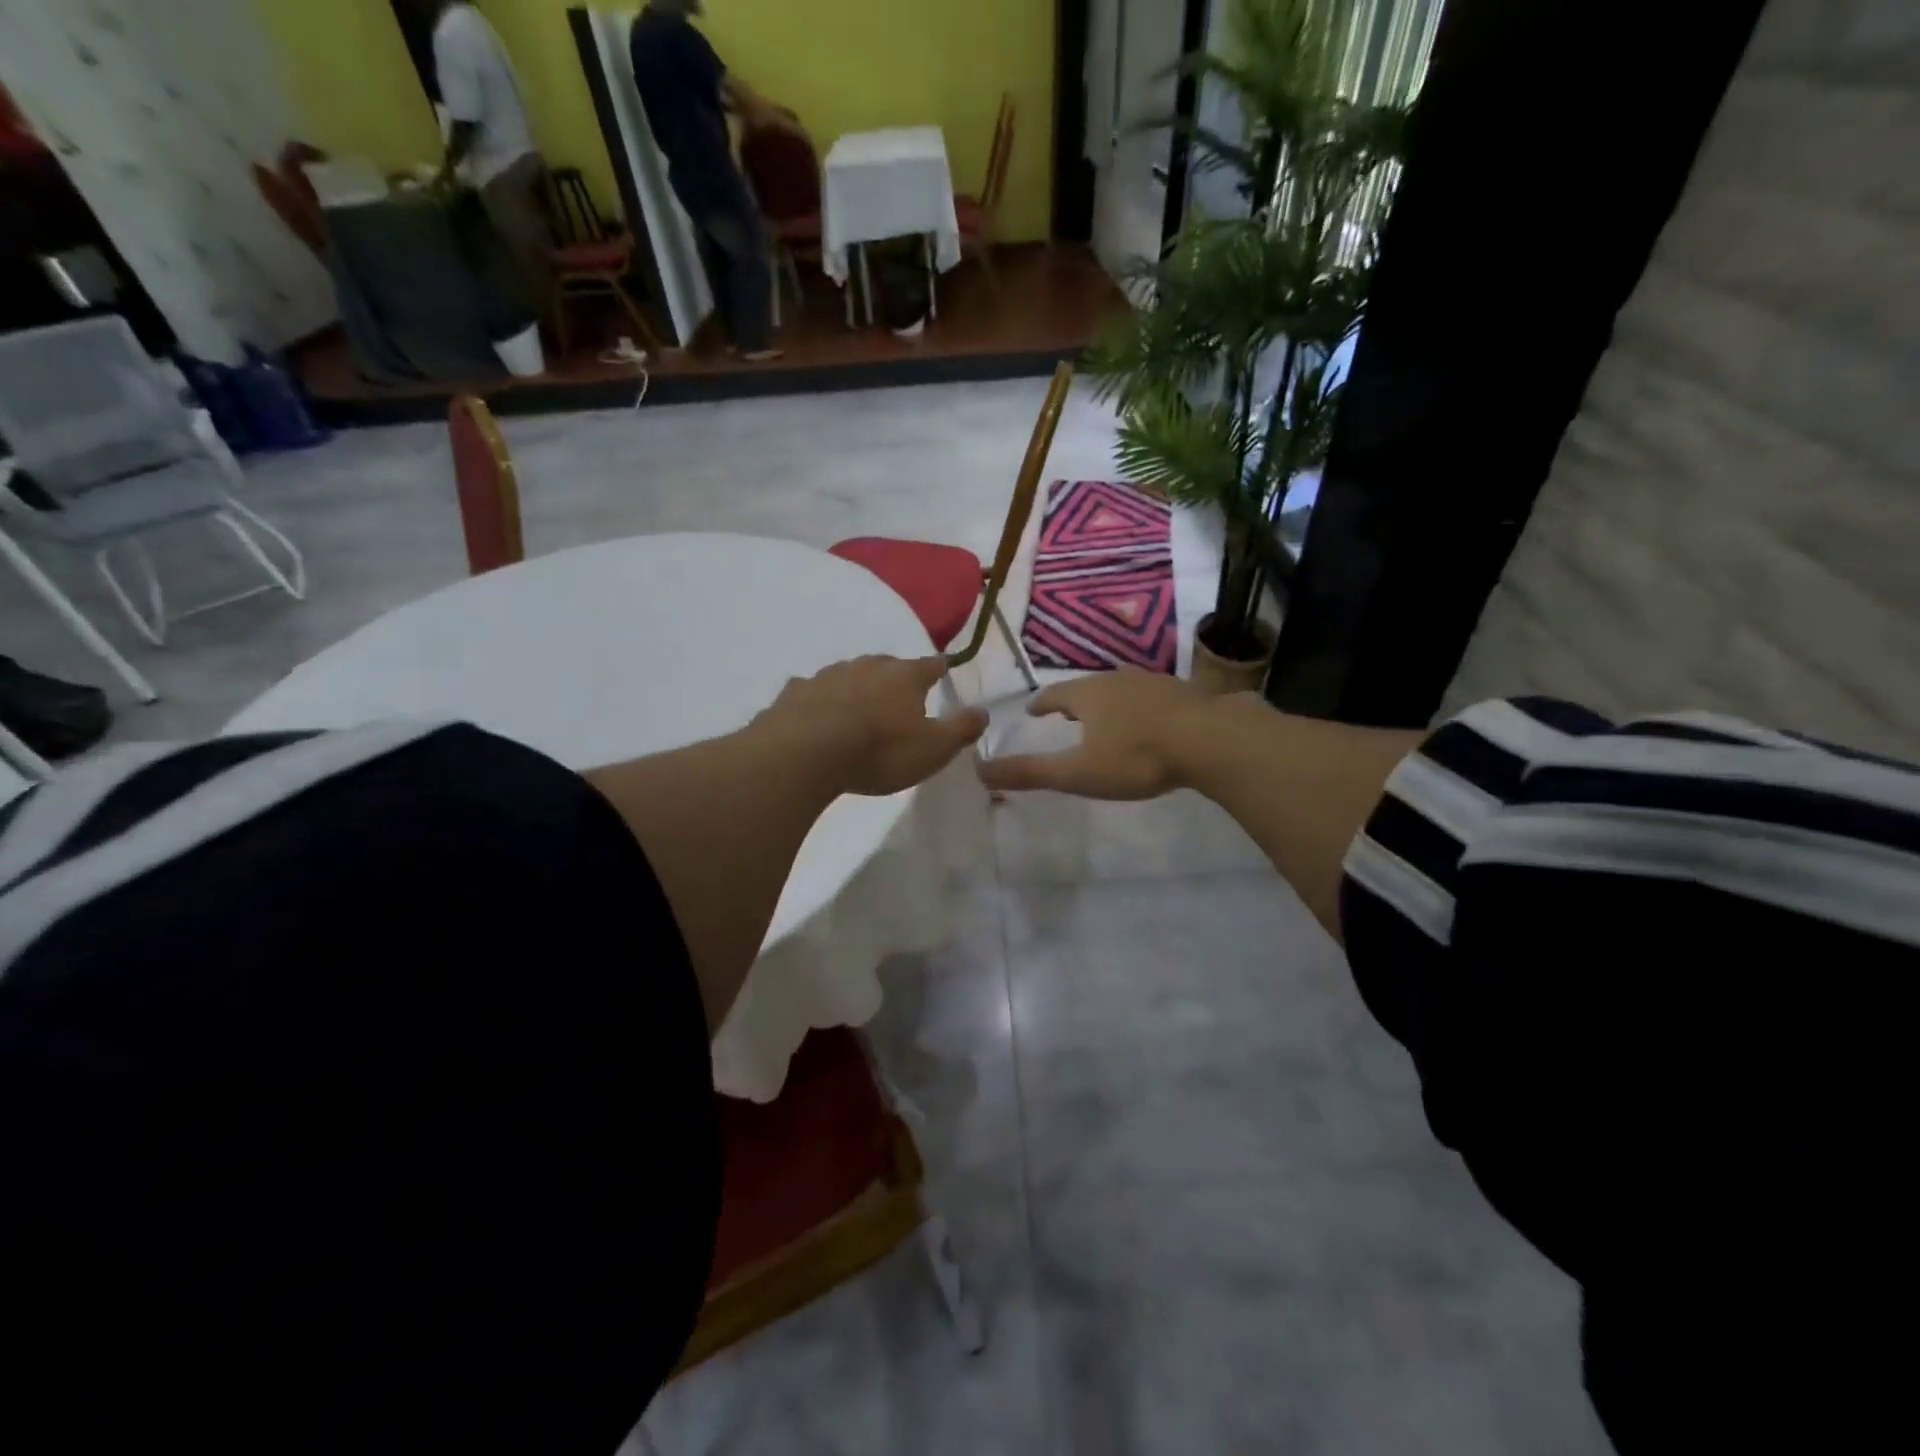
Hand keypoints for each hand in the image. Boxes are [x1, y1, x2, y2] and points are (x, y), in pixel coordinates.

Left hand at [757, 655, 987, 797]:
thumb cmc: (879, 751)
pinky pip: (814, 692)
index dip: (940, 668)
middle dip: (896, 677)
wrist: (805, 754)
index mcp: (905, 676)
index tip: (944, 669)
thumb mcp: (934, 749)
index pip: (931, 665)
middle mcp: (867, 666)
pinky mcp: (795, 692)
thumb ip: (961, 728)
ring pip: (849, 675)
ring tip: (860, 707)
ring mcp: (827, 675)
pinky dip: (820, 700)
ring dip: (857, 687)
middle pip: (888, 665)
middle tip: (901, 695)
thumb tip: (984, 710)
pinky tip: (817, 715)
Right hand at [976, 668, 1217, 799]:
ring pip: (1122, 688)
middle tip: (1066, 713)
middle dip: (1074, 700)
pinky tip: (1151, 718)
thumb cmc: (1136, 756)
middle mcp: (1118, 680)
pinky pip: (1153, 696)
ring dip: (1109, 700)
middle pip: (1088, 687)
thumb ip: (1031, 772)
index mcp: (1088, 695)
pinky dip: (1142, 706)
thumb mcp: (1078, 772)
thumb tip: (979, 770)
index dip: (1041, 704)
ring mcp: (1154, 683)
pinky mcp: (1185, 693)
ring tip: (1105, 714)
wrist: (1210, 740)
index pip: (1054, 695)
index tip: (1032, 711)